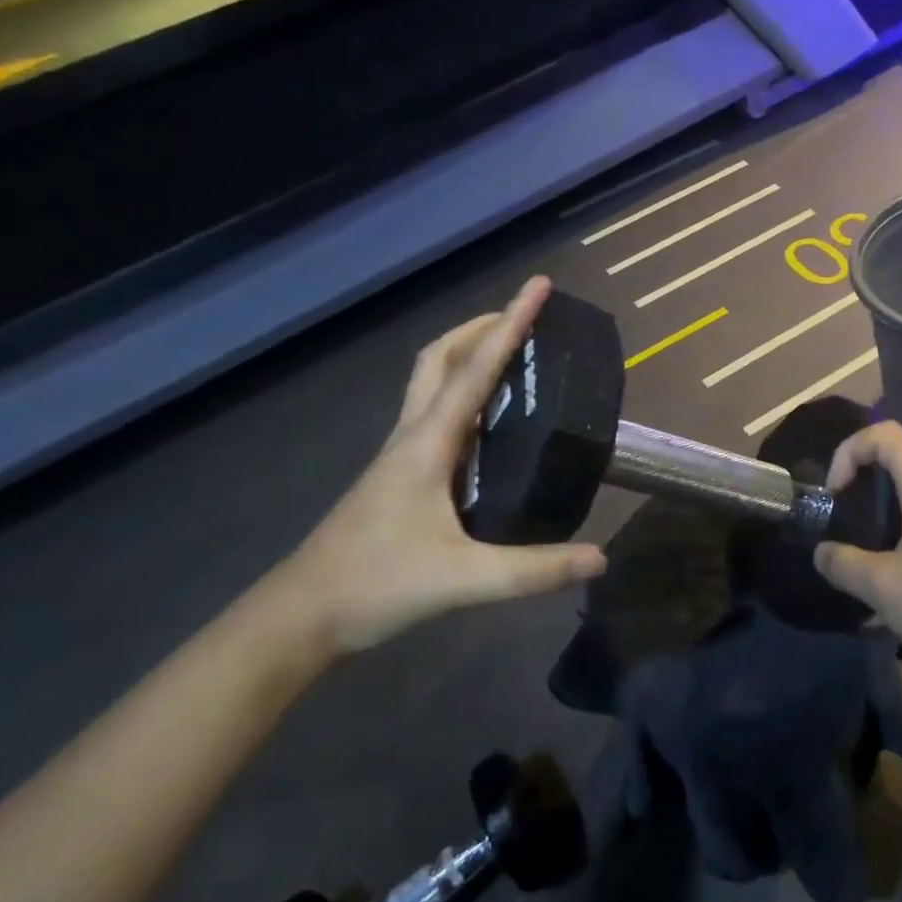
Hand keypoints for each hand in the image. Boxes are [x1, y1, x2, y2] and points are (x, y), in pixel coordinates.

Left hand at [283, 278, 605, 653]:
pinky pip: (434, 411)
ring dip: (469, 354)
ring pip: (432, 380)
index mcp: (428, 441)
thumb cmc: (377, 585)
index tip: (540, 286)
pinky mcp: (399, 474)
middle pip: (440, 357)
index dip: (512, 323)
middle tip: (525, 320)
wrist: (302, 616)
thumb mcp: (464, 580)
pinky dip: (463, 392)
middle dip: (482, 327)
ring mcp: (401, 453)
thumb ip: (534, 569)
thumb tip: (599, 557)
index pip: (476, 368)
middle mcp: (412, 434)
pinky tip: (488, 421)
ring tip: (513, 357)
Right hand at [815, 422, 901, 707]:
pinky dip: (901, 563)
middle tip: (840, 534)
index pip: (885, 435)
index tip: (835, 494)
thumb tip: (822, 552)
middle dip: (860, 497)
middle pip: (896, 474)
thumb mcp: (884, 587)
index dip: (850, 450)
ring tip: (859, 577)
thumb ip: (844, 564)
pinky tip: (889, 608)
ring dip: (878, 536)